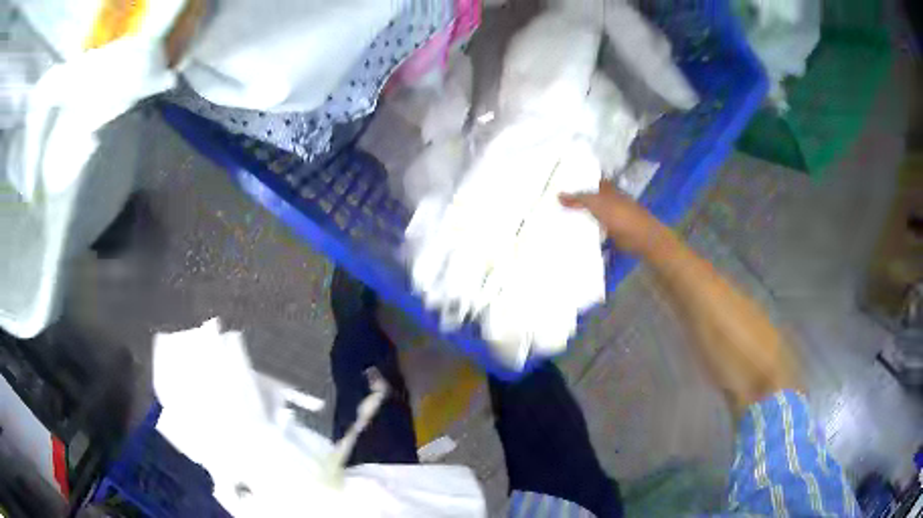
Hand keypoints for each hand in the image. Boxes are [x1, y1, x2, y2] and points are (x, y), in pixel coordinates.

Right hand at [559, 180, 666, 254]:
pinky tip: (572, 233)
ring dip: (580, 216)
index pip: (589, 181)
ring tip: (558, 218)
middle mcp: (609, 200)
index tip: (559, 184)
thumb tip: (558, 195)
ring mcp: (611, 216)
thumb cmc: (620, 215)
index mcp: (607, 189)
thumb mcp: (596, 203)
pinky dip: (586, 230)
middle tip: (553, 202)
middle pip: (589, 198)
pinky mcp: (612, 232)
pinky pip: (595, 229)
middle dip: (576, 200)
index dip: (576, 182)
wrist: (641, 238)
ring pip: (591, 214)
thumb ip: (578, 199)